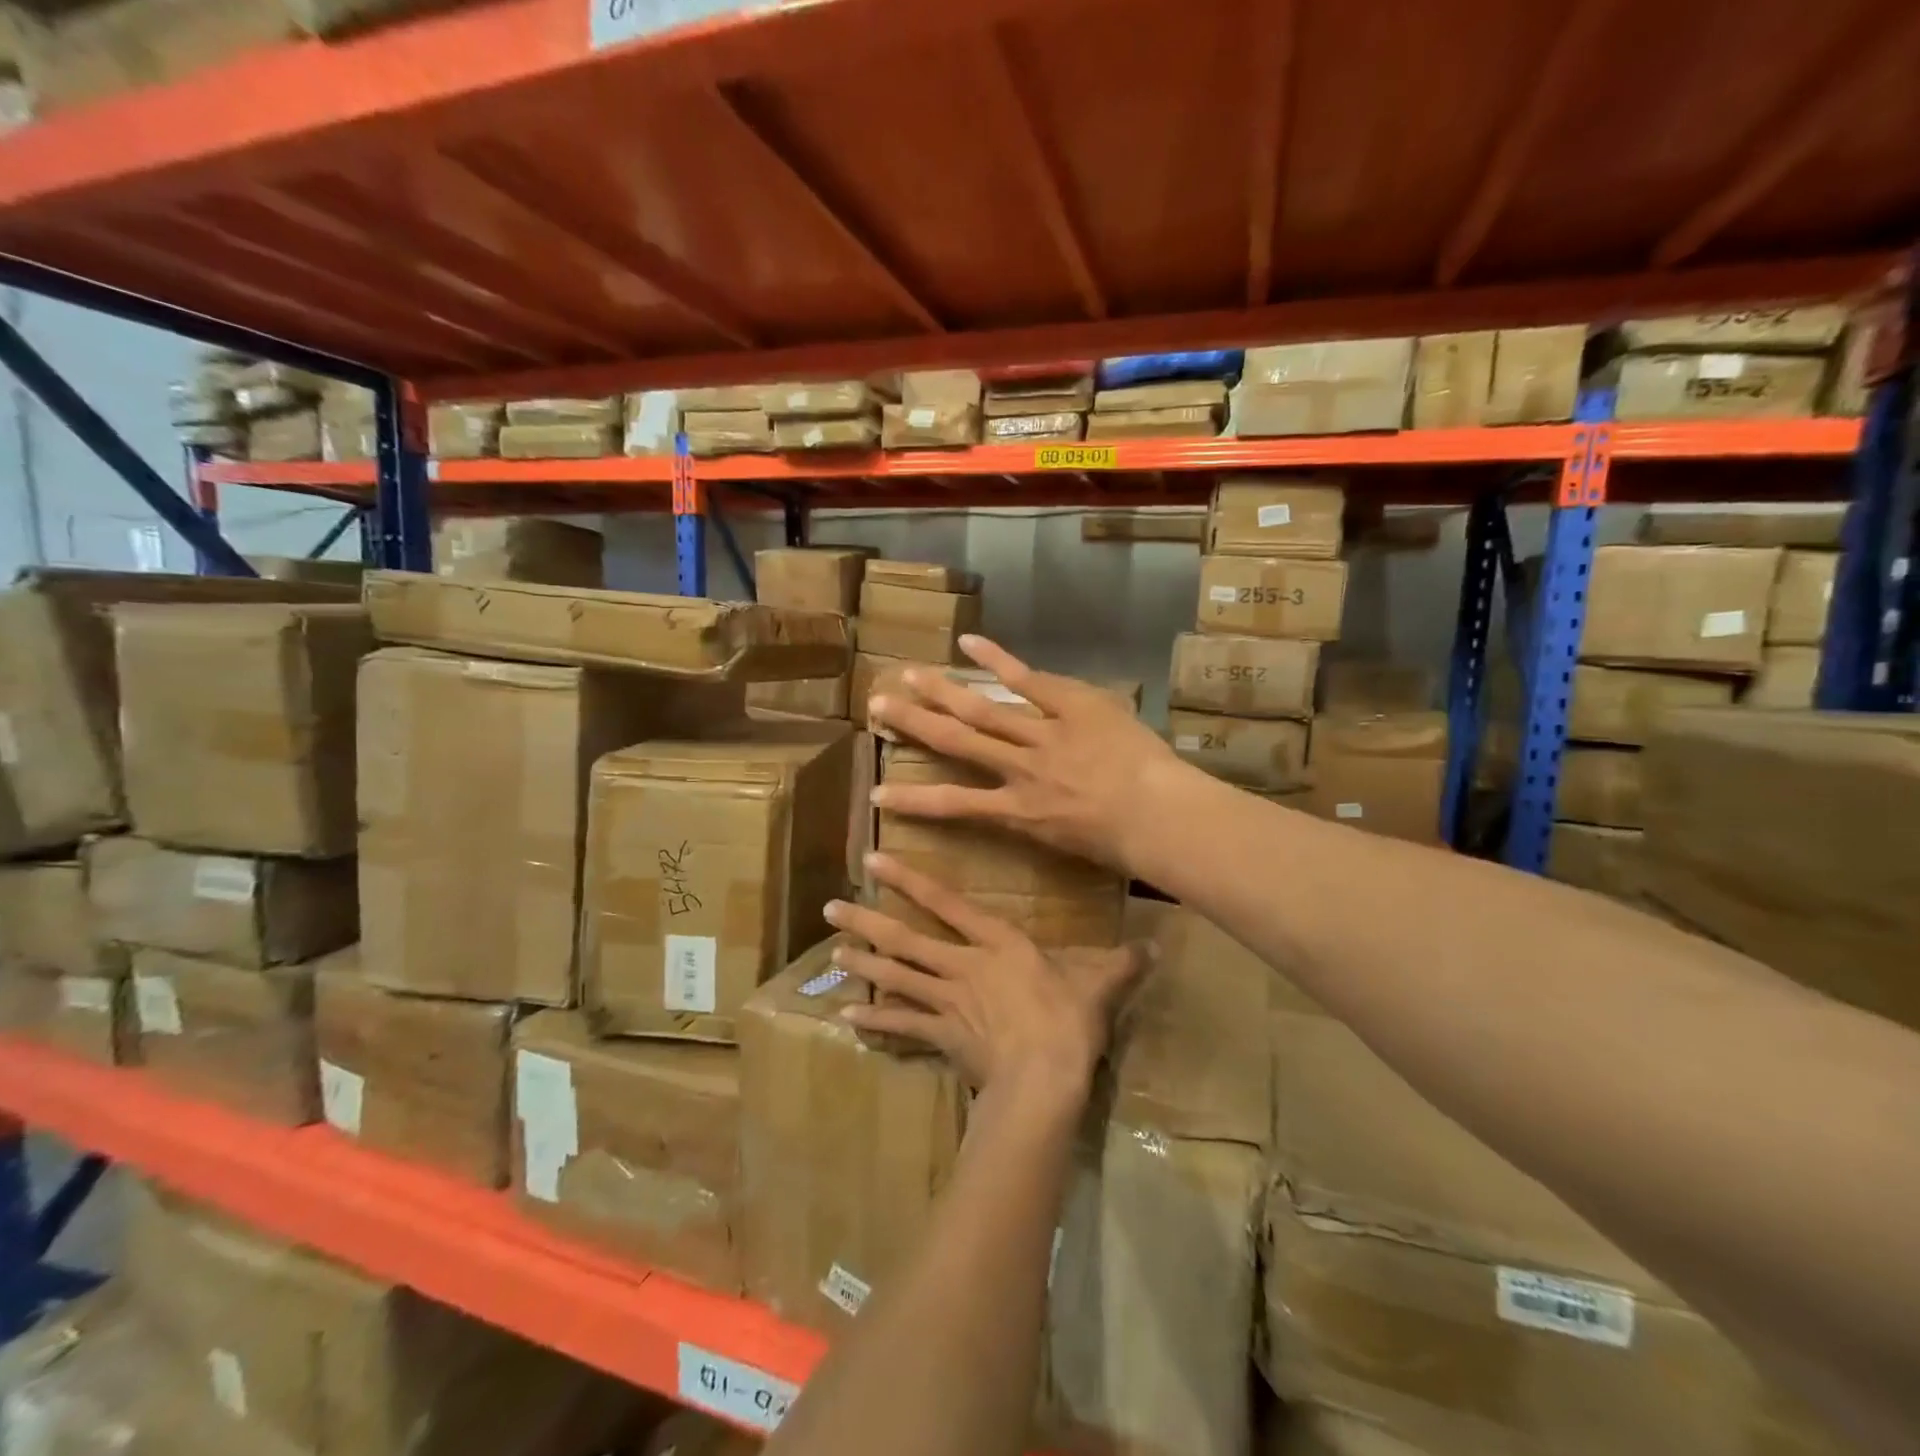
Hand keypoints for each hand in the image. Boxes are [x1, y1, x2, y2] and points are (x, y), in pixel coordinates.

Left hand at [823, 854, 1147, 1100]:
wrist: (1044, 1078)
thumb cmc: (1068, 1021)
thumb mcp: (1098, 986)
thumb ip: (1122, 963)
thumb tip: (1157, 946)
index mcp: (996, 942)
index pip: (946, 903)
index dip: (909, 880)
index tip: (874, 862)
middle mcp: (962, 964)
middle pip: (906, 938)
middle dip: (867, 920)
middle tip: (830, 906)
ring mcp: (946, 1001)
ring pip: (896, 976)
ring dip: (864, 963)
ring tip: (833, 950)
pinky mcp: (941, 1036)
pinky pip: (902, 1025)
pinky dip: (875, 1020)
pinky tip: (847, 1016)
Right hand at [867, 636, 1191, 874]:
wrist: (1160, 817)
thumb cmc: (1122, 845)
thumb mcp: (1071, 845)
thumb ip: (1041, 825)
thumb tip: (1024, 812)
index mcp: (1018, 812)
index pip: (954, 805)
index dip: (912, 800)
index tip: (877, 793)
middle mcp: (1019, 770)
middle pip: (956, 742)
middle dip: (913, 724)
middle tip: (877, 705)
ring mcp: (1042, 735)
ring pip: (982, 710)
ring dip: (942, 691)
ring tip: (907, 675)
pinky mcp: (1069, 706)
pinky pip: (1029, 681)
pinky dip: (999, 661)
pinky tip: (968, 643)